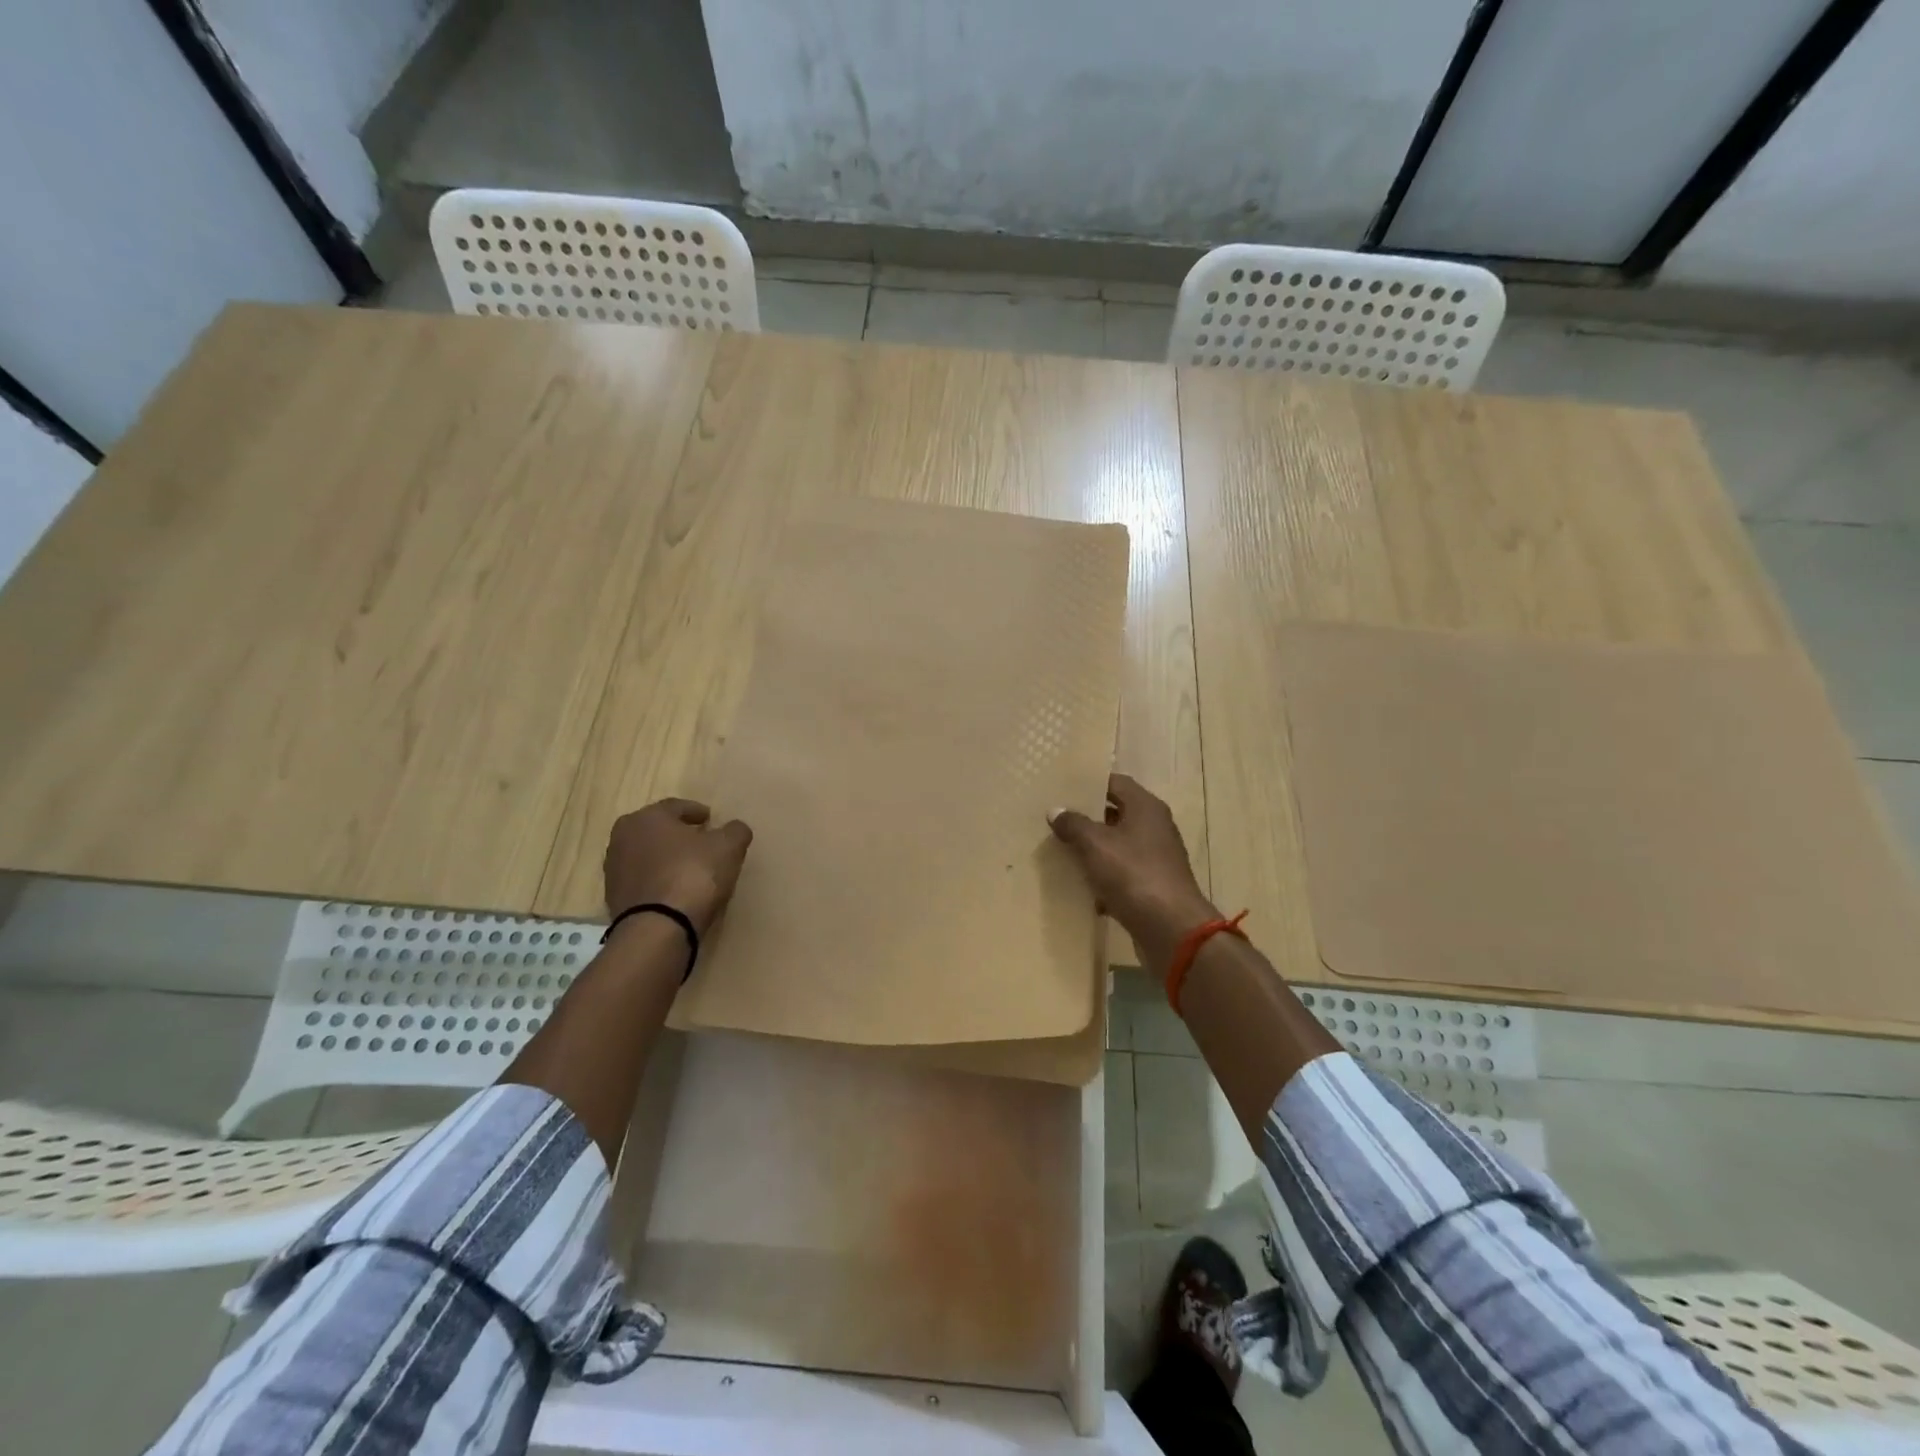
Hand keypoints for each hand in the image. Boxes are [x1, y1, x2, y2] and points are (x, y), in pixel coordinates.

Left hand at [604, 799, 752, 935]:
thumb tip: (734, 829)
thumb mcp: (728, 847)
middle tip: (700, 841)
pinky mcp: (614, 899)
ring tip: (689, 869)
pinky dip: (658, 881)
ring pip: (647, 856)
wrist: (658, 928)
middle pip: (657, 830)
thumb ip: (735, 831)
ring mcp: (614, 870)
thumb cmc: (693, 874)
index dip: (696, 811)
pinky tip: (676, 891)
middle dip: (677, 834)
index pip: (675, 807)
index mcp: (646, 817)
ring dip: (666, 859)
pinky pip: (643, 881)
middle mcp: (622, 837)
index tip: (711, 819)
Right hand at [1048, 775, 1217, 965]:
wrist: (1171, 929)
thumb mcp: (1095, 844)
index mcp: (1146, 808)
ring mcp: (1155, 858)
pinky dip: (1103, 878)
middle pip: (1116, 814)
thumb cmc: (1133, 874)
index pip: (1116, 782)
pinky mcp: (1152, 886)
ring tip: (1060, 851)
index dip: (1090, 783)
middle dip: (1087, 818)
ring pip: (1118, 846)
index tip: (1062, 789)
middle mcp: (1155, 827)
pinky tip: (1080, 887)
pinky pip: (1122, 874)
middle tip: (1055, 819)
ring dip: (1093, 850)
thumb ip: (1074, 824)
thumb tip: (1056, 811)